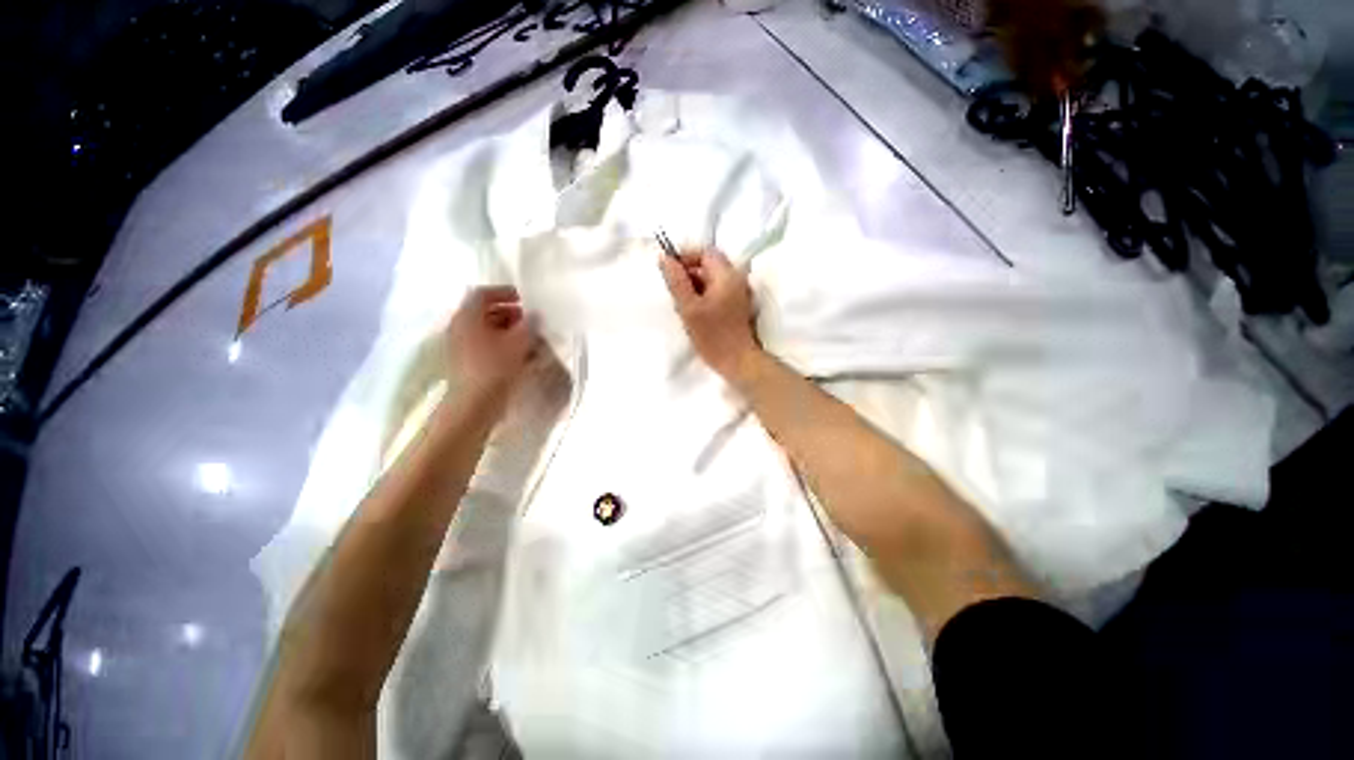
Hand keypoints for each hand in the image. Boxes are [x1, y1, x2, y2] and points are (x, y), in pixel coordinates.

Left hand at [445, 286, 533, 402]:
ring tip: (533, 340)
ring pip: (489, 331)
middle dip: (512, 314)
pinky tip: (525, 357)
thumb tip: (535, 314)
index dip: (504, 292)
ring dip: (511, 332)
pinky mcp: (468, 364)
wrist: (474, 406)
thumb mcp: (518, 342)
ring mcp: (463, 348)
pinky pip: (488, 347)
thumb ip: (529, 324)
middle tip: (533, 321)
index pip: (482, 294)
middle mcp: (461, 328)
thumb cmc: (495, 368)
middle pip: (486, 312)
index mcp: (467, 317)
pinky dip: (505, 347)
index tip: (525, 299)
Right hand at [658, 249, 760, 380]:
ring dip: (694, 288)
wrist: (738, 362)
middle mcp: (736, 279)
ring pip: (711, 280)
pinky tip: (694, 314)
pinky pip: (716, 292)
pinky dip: (703, 297)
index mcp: (727, 275)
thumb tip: (664, 258)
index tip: (669, 273)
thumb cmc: (713, 336)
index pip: (704, 252)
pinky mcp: (737, 306)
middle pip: (708, 265)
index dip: (685, 258)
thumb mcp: (688, 307)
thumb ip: (676, 281)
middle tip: (675, 294)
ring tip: (683, 306)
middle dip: (688, 275)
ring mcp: (738, 293)